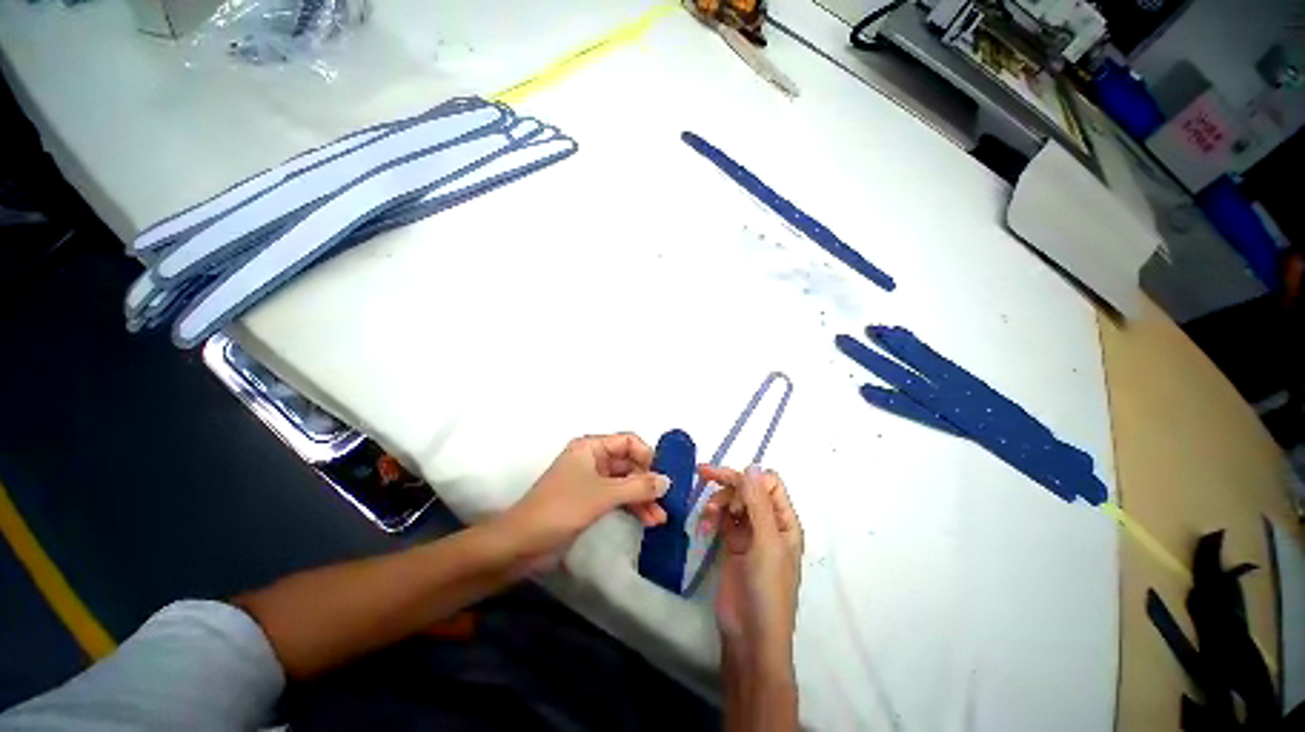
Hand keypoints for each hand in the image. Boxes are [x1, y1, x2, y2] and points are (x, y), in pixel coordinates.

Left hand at [496, 433, 669, 572]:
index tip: (662, 475)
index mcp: (591, 447)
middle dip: (647, 482)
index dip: (647, 455)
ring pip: (625, 483)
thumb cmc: (561, 508)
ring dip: (643, 498)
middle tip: (667, 500)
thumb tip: (667, 481)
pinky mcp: (590, 501)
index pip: (628, 441)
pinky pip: (617, 498)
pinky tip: (648, 520)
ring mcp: (592, 481)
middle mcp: (593, 459)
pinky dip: (632, 507)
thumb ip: (637, 486)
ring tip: (661, 518)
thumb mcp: (603, 495)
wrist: (521, 544)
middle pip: (629, 463)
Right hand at [699, 465, 802, 662]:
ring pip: (733, 500)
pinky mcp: (731, 543)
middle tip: (703, 475)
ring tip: (707, 514)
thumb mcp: (766, 543)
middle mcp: (768, 522)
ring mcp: (749, 533)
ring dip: (718, 500)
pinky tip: (704, 524)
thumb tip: (752, 466)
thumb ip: (758, 503)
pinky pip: (722, 517)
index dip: (749, 478)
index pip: (769, 483)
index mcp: (785, 521)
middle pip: (748, 488)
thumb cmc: (767, 589)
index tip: (728, 483)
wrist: (750, 636)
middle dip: (728, 482)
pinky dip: (712, 515)